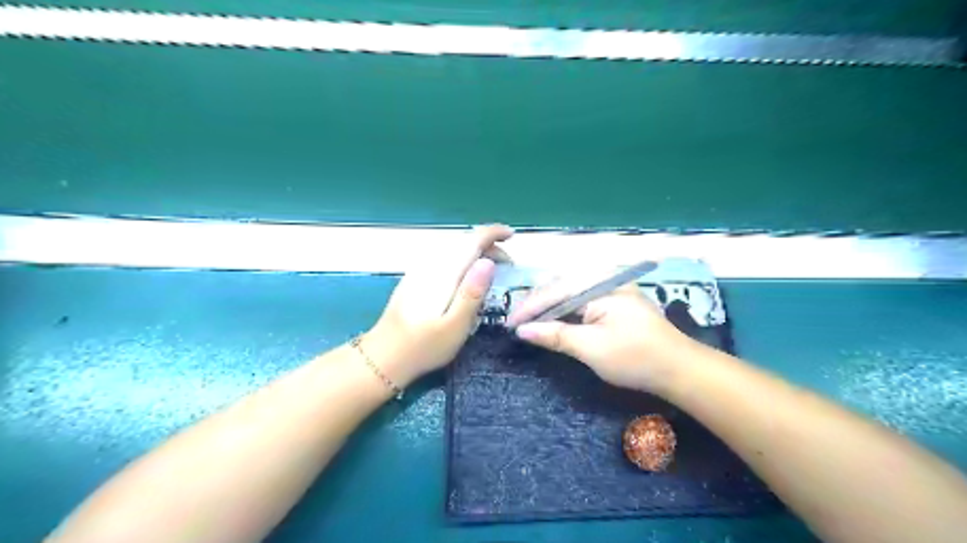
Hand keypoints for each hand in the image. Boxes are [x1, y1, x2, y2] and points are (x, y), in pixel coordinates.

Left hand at [363, 225, 513, 385]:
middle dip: (489, 245)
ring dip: (476, 251)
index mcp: (444, 273)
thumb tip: (488, 262)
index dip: (493, 233)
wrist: (384, 357)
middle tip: (507, 266)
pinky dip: (462, 258)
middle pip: (463, 241)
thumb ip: (472, 293)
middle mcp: (431, 265)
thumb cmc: (424, 347)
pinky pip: (444, 257)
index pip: (471, 240)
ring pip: (453, 248)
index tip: (512, 236)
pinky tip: (466, 276)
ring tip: (491, 269)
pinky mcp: (414, 278)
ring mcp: (420, 270)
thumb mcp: (455, 326)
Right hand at [513, 283, 694, 391]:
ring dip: (550, 305)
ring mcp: (613, 288)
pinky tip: (556, 318)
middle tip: (517, 321)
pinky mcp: (616, 300)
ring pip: (571, 290)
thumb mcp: (591, 348)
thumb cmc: (635, 358)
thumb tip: (523, 330)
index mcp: (600, 284)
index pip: (555, 291)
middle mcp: (605, 278)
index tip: (509, 323)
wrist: (679, 369)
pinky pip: (583, 298)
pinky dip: (566, 309)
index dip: (530, 308)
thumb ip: (555, 335)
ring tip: (530, 319)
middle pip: (561, 284)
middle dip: (537, 303)